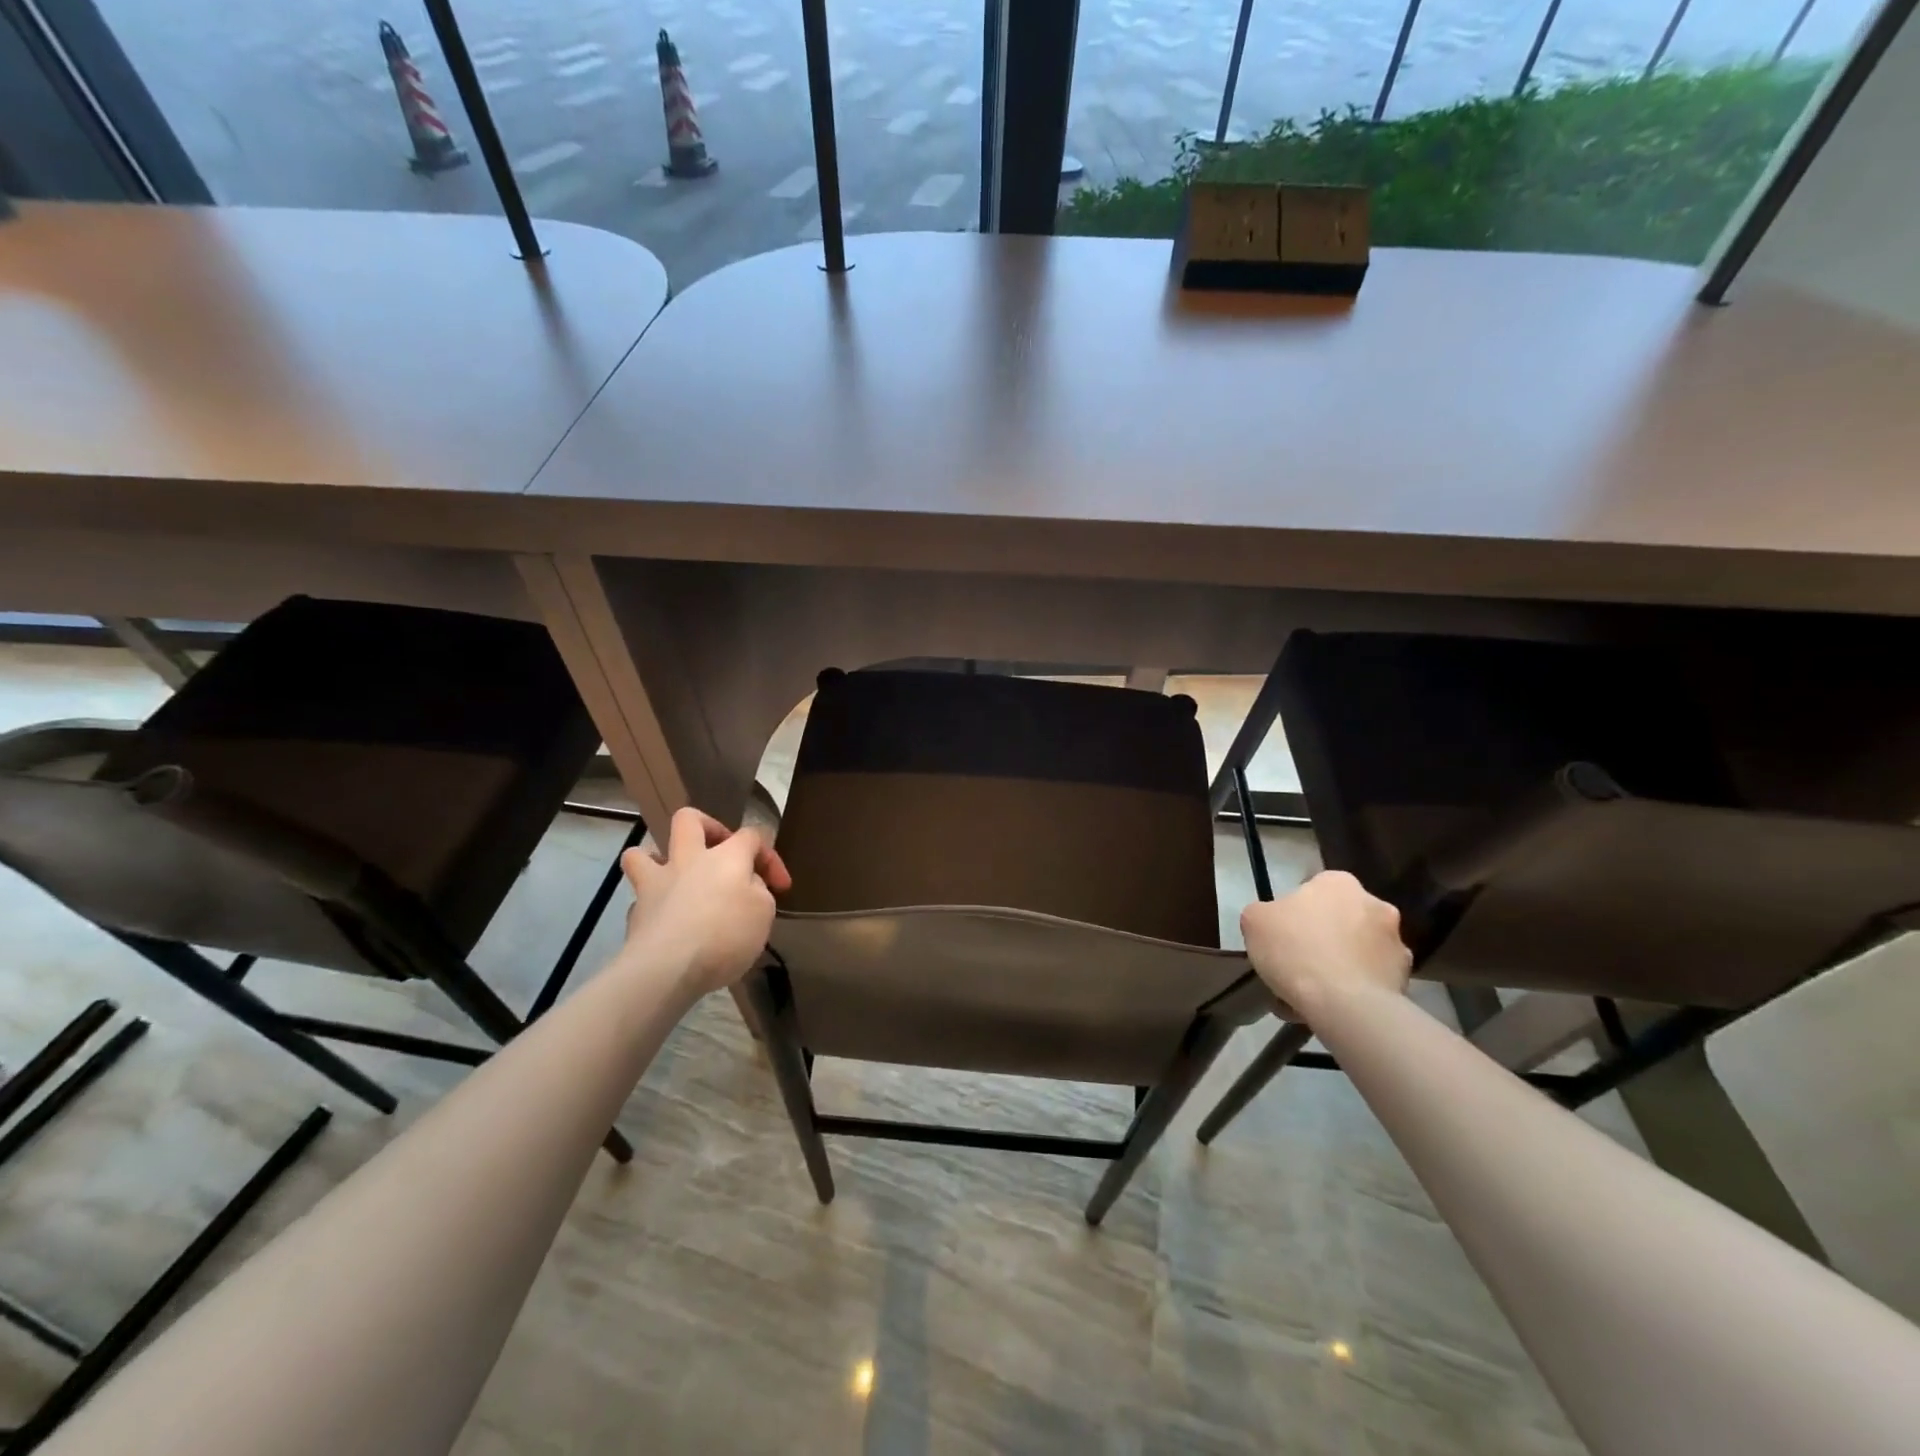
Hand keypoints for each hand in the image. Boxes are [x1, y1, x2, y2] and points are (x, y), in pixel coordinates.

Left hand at [620, 807, 792, 998]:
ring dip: (657, 858)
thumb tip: (745, 886)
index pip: (752, 835)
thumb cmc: (726, 935)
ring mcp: (655, 884)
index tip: (781, 887)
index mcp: (726, 856)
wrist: (668, 969)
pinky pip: (640, 898)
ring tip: (673, 877)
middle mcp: (688, 859)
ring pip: (642, 853)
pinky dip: (652, 906)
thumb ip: (757, 891)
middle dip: (706, 826)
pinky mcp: (634, 914)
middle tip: (719, 851)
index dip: (769, 857)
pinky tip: (666, 922)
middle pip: (689, 819)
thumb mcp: (764, 912)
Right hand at [1241, 870, 1411, 1014]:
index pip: (1314, 889)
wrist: (1343, 1003)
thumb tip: (1274, 920)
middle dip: (1322, 938)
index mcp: (1338, 882)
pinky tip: (1330, 1008)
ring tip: (1312, 994)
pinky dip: (1353, 990)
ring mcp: (1396, 942)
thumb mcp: (1254, 920)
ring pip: (1357, 951)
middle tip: (1296, 963)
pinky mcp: (1405, 979)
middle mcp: (1375, 904)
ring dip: (1339, 964)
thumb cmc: (1295, 949)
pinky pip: (1370, 980)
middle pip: (1339, 920)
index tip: (1282, 934)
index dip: (1295, 912)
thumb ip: (1263, 912)